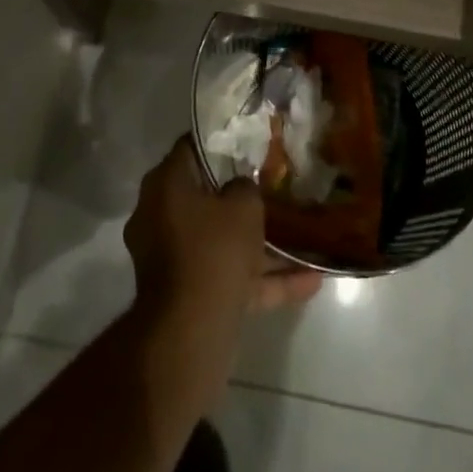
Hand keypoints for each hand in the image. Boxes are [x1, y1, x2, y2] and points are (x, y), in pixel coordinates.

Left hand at [124, 138, 321, 405]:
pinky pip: (230, 278)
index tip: (248, 139)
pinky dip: (264, 280)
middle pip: (206, 197)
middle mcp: (161, 217)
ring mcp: (174, 259)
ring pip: (222, 242)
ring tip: (303, 236)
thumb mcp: (243, 205)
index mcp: (164, 187)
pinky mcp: (190, 295)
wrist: (190, 333)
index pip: (191, 149)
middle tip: (275, 185)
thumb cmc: (213, 250)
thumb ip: (245, 187)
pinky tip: (311, 281)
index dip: (221, 141)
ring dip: (261, 244)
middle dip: (242, 197)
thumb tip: (241, 187)